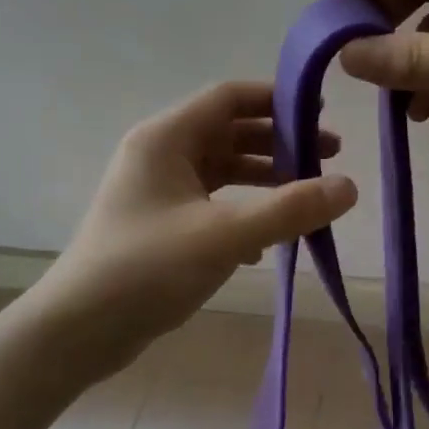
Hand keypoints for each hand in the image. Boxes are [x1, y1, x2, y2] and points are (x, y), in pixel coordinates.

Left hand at [30, 81, 357, 376]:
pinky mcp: (160, 225)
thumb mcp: (226, 235)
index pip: (228, 97)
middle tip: (329, 156)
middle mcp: (159, 155)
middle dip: (280, 142)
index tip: (321, 111)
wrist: (78, 330)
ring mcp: (157, 191)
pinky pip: (211, 204)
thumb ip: (290, 209)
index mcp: (166, 138)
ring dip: (264, 179)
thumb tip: (349, 187)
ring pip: (222, 170)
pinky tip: (266, 245)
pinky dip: (242, 212)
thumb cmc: (147, 268)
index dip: (276, 99)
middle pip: (229, 132)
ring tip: (308, 196)